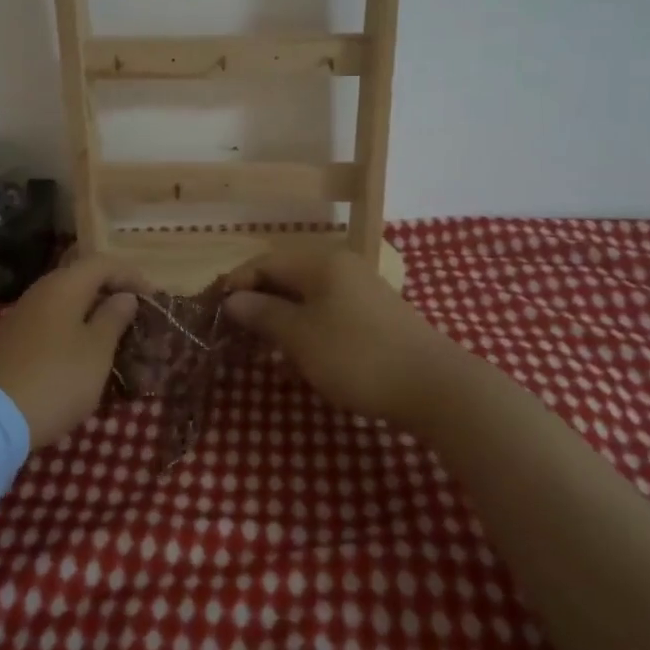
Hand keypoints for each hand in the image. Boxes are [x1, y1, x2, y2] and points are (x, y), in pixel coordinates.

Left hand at [0, 256, 145, 449]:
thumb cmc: (57, 379)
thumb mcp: (97, 350)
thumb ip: (114, 318)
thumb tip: (123, 296)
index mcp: (64, 285)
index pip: (103, 263)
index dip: (130, 275)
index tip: (153, 298)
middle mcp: (40, 291)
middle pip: (81, 279)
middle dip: (111, 292)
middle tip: (135, 315)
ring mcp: (22, 316)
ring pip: (65, 302)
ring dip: (92, 313)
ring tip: (114, 336)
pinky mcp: (12, 341)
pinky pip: (51, 322)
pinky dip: (72, 329)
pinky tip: (83, 353)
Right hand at [221, 247, 462, 429]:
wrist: (434, 387)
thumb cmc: (357, 356)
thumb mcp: (300, 336)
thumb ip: (262, 313)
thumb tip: (232, 299)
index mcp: (321, 263)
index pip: (264, 262)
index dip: (236, 284)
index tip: (214, 313)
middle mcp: (340, 267)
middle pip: (286, 277)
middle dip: (257, 303)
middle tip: (233, 334)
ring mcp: (360, 291)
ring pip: (306, 297)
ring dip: (279, 319)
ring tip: (259, 348)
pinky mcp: (373, 316)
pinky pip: (326, 313)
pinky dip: (305, 329)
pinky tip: (296, 356)